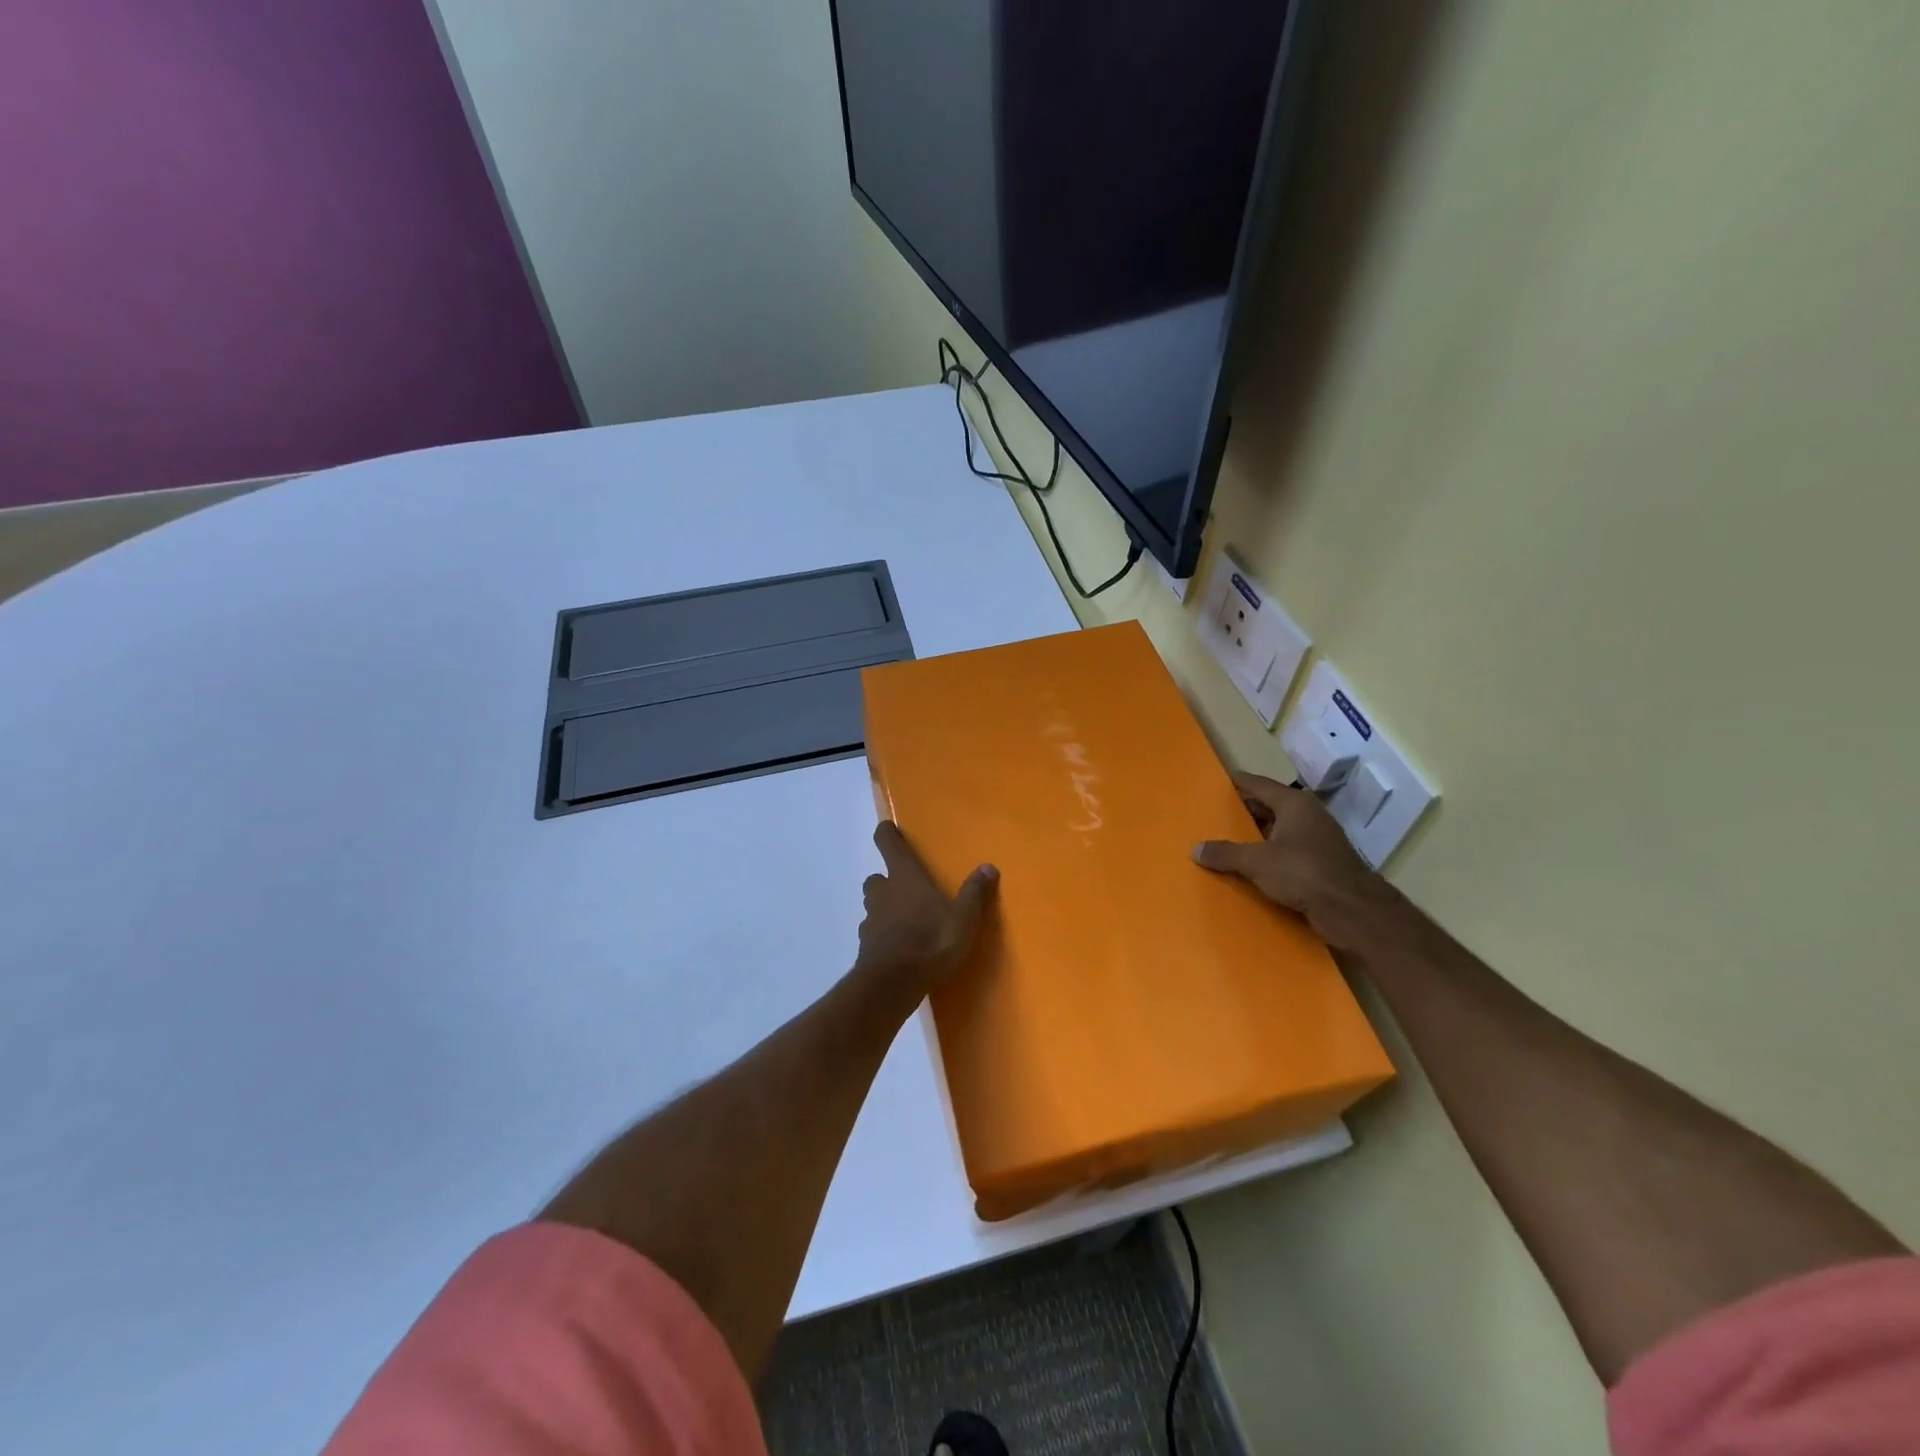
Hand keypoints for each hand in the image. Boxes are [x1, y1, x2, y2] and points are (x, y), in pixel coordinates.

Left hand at [857, 822, 997, 985]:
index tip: (887, 829)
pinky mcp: (866, 947)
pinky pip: (873, 933)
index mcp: (905, 877)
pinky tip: (899, 948)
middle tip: (906, 888)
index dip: (887, 834)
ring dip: (884, 908)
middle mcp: (883, 893)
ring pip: (873, 906)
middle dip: (887, 881)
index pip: (888, 844)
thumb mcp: (963, 918)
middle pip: (876, 878)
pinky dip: (883, 936)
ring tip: (905, 920)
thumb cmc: (930, 940)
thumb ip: (974, 893)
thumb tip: (988, 866)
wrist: (892, 984)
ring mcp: (870, 921)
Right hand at [1192, 773, 1392, 949]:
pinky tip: (1249, 868)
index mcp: (1294, 804)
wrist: (1351, 910)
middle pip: (1269, 807)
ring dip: (1256, 837)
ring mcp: (1317, 841)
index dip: (1239, 782)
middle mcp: (1307, 817)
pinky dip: (1268, 857)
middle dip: (1244, 811)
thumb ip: (1225, 853)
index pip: (1260, 785)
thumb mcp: (1256, 861)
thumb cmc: (1303, 872)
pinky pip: (1286, 854)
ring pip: (1278, 832)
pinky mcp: (1321, 866)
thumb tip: (1195, 849)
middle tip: (1215, 814)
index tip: (1220, 780)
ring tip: (1226, 841)